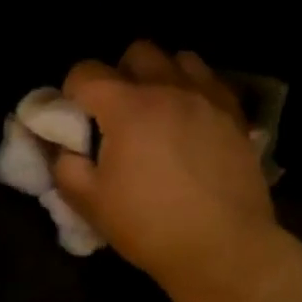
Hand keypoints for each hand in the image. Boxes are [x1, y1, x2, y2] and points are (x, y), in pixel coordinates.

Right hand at [53, 41, 278, 286]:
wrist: (224, 249)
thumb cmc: (151, 227)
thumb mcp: (90, 203)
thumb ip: (66, 166)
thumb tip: (65, 148)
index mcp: (127, 106)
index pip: (86, 72)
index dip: (73, 91)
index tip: (76, 118)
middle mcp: (169, 89)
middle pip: (138, 52)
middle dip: (121, 74)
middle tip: (119, 112)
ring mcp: (208, 98)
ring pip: (180, 59)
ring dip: (163, 76)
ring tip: (160, 110)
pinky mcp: (236, 115)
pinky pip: (212, 82)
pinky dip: (197, 90)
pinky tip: (194, 120)